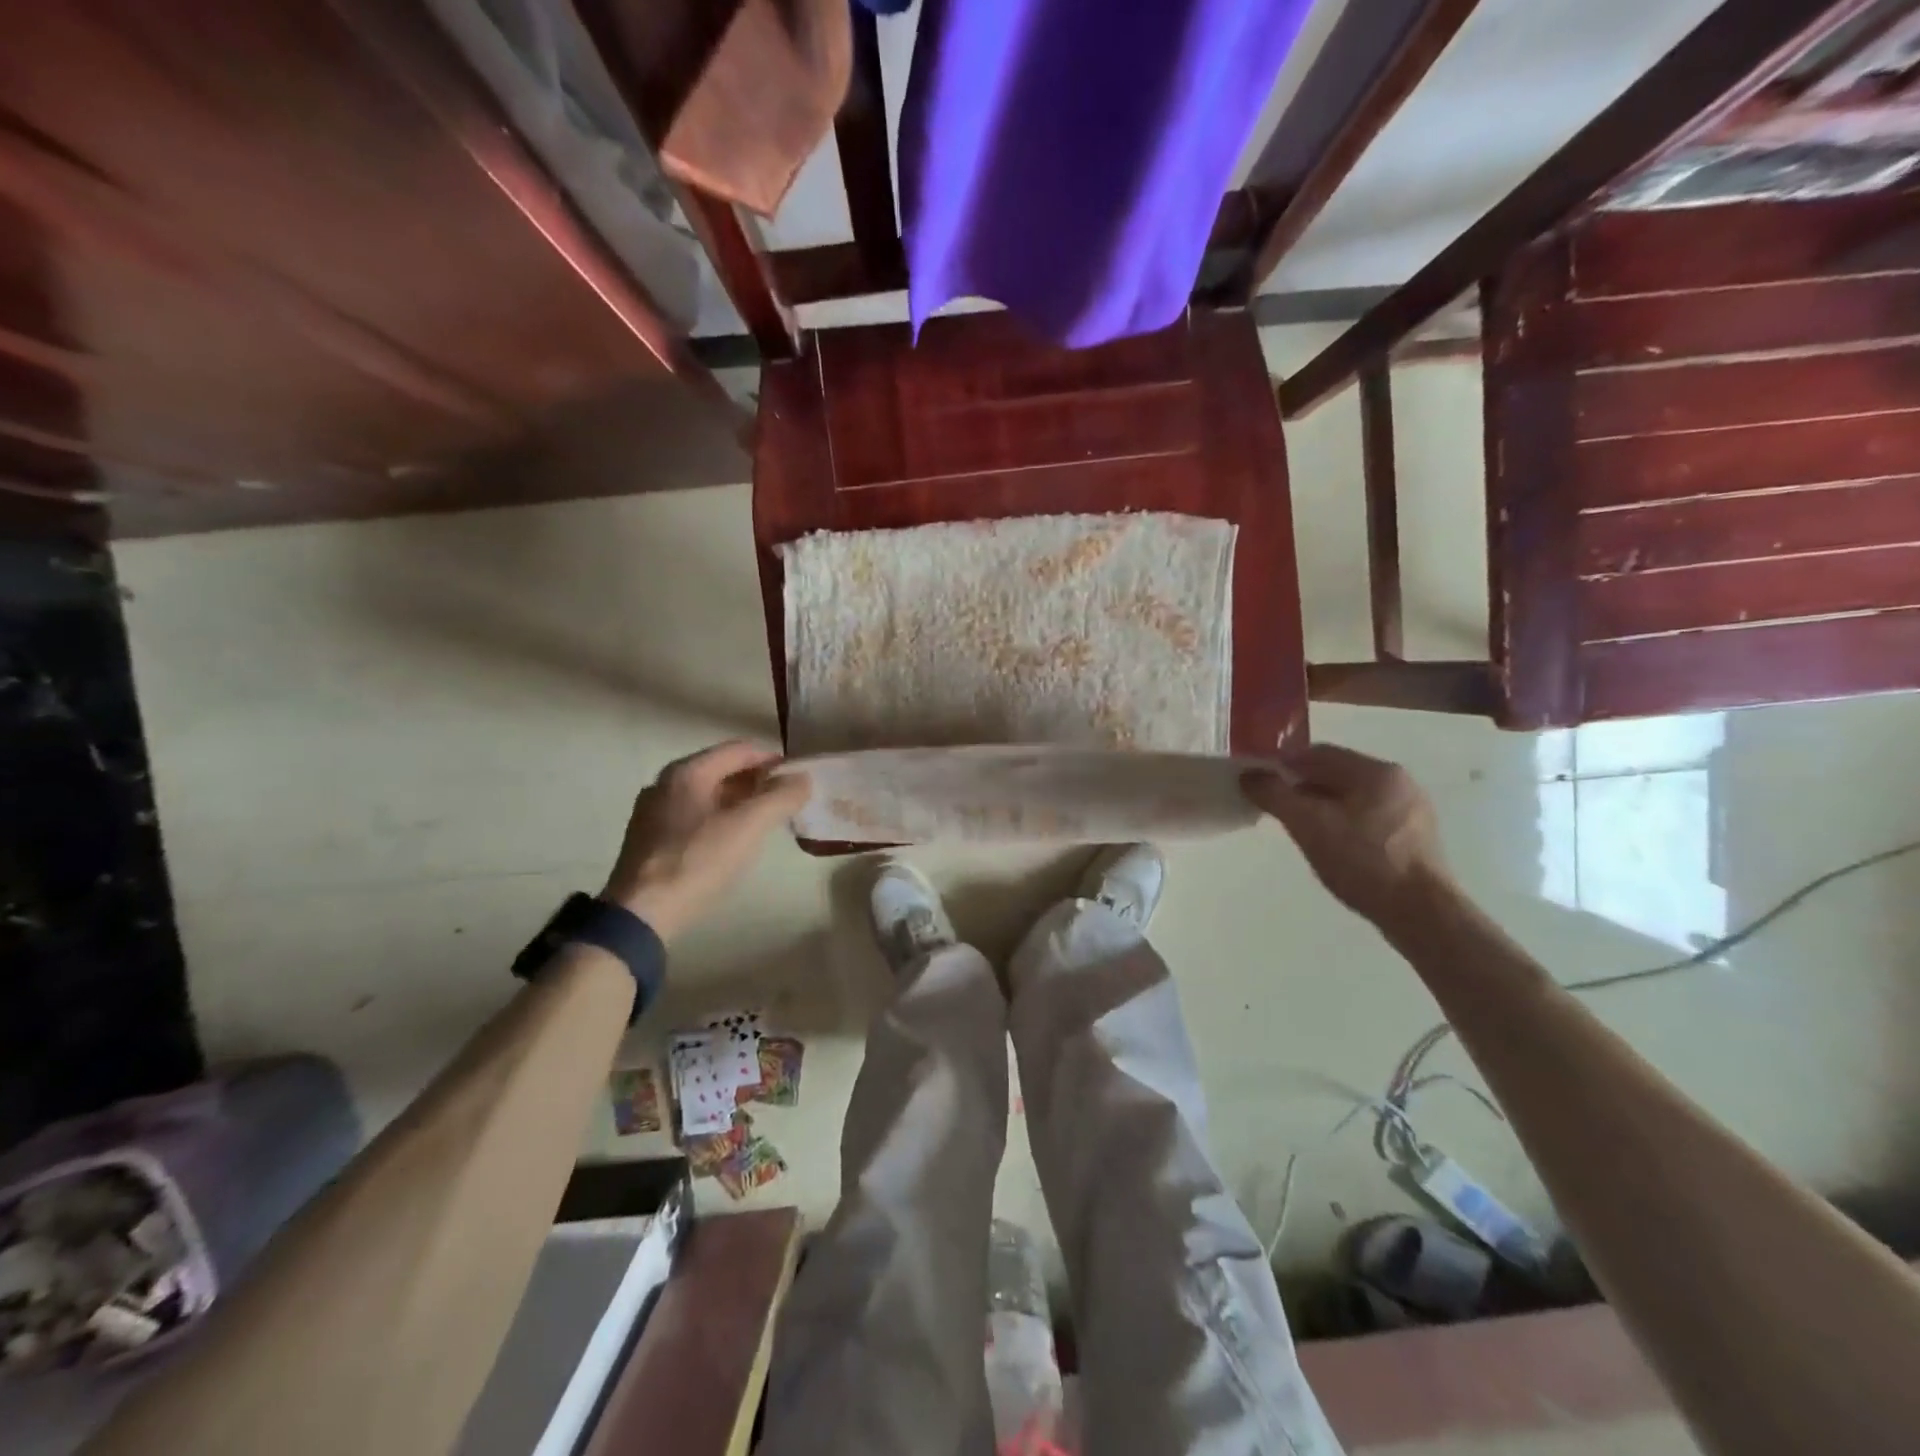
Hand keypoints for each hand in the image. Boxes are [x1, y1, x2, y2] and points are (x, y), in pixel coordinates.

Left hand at [602, 742, 811, 943]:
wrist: (641, 914)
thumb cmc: (697, 861)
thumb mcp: (748, 827)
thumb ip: (780, 797)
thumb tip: (803, 778)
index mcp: (687, 772)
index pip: (739, 749)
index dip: (773, 759)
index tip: (798, 777)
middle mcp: (665, 783)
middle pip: (721, 769)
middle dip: (757, 781)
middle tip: (786, 800)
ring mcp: (653, 812)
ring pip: (707, 795)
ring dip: (739, 801)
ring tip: (765, 821)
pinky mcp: (649, 840)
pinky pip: (693, 816)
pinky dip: (719, 819)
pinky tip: (732, 841)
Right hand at [1241, 743, 1452, 928]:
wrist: (1422, 914)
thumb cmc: (1363, 862)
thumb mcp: (1308, 825)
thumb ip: (1275, 795)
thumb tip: (1248, 775)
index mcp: (1376, 771)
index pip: (1317, 753)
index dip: (1283, 765)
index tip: (1260, 784)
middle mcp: (1398, 781)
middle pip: (1336, 773)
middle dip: (1302, 786)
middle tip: (1277, 809)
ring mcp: (1411, 809)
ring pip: (1352, 796)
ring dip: (1322, 805)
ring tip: (1301, 829)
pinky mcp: (1415, 836)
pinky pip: (1368, 816)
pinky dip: (1343, 822)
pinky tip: (1333, 845)